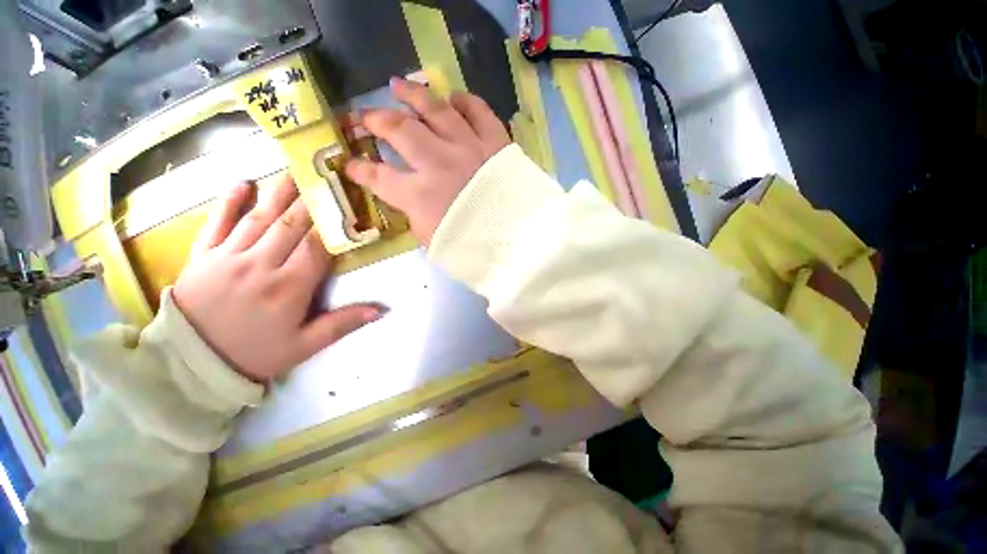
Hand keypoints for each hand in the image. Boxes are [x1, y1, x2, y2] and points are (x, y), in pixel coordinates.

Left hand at [172, 175, 383, 382]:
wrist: (191, 366)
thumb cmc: (255, 354)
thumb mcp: (305, 347)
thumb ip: (343, 324)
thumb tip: (381, 309)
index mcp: (289, 287)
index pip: (317, 247)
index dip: (333, 224)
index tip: (346, 204)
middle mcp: (260, 265)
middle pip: (290, 225)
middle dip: (310, 200)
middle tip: (324, 175)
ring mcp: (227, 257)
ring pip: (259, 217)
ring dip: (278, 193)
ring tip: (294, 170)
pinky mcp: (202, 256)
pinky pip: (216, 223)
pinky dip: (229, 201)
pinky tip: (243, 183)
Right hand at [345, 78, 510, 244]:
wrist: (519, 243)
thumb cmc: (475, 250)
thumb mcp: (435, 243)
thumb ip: (417, 218)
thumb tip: (409, 200)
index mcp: (419, 195)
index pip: (378, 177)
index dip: (359, 170)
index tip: (350, 164)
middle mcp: (438, 163)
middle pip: (399, 130)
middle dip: (376, 119)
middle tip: (365, 115)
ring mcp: (468, 148)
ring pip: (435, 110)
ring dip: (413, 94)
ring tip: (398, 85)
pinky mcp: (495, 143)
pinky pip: (478, 111)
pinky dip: (464, 101)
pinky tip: (453, 98)